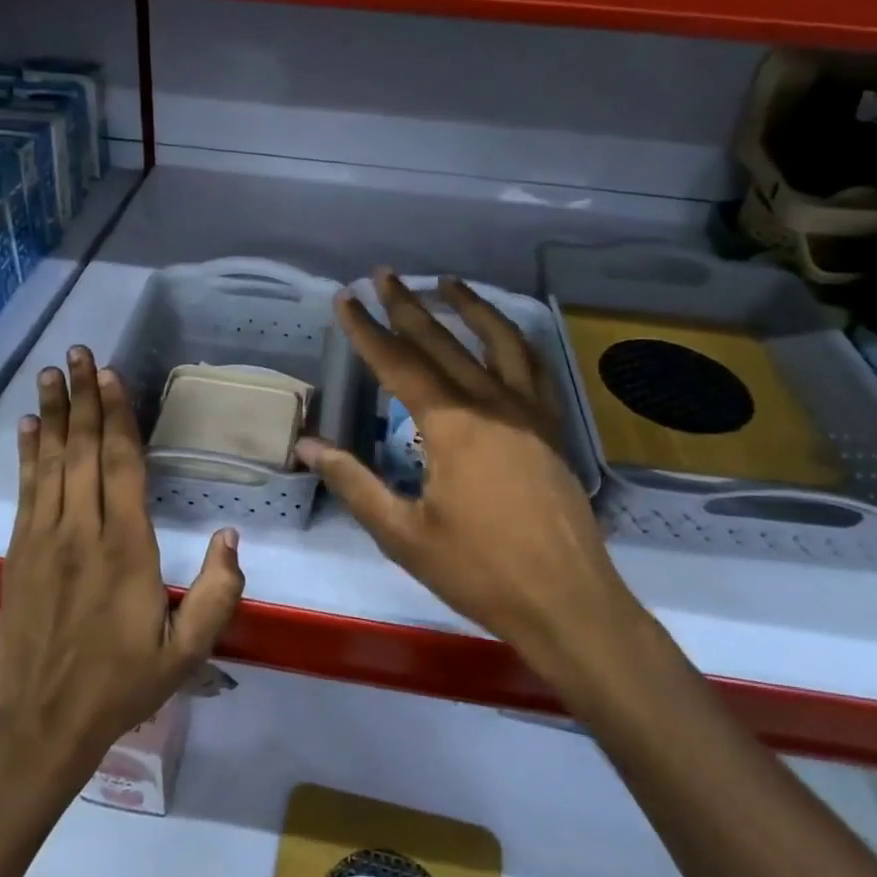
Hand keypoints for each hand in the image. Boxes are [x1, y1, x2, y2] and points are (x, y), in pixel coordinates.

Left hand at [0, 347, 244, 777]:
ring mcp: (44, 540)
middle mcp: (82, 533)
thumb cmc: (123, 683)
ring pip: (50, 463)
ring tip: (51, 372)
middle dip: (82, 398)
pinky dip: (26, 454)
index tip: (111, 377)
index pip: (122, 468)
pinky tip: (26, 426)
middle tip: (80, 353)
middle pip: (82, 452)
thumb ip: (217, 593)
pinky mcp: (19, 552)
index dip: (116, 418)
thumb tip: (230, 535)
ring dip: (51, 414)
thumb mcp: (187, 652)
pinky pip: (25, 491)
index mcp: (126, 550)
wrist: (44, 725)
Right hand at [295, 272, 642, 692]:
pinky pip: (534, 368)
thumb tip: (308, 445)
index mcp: (452, 426)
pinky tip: (503, 336)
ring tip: (448, 282)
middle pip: (443, 342)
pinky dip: (514, 341)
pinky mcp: (552, 428)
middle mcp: (492, 404)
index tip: (346, 298)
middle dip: (408, 305)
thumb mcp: (404, 534)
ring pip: (499, 341)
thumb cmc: (480, 572)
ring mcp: (530, 413)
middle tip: (383, 274)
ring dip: (470, 307)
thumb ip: (354, 483)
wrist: (567, 602)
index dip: (367, 330)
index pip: (398, 364)